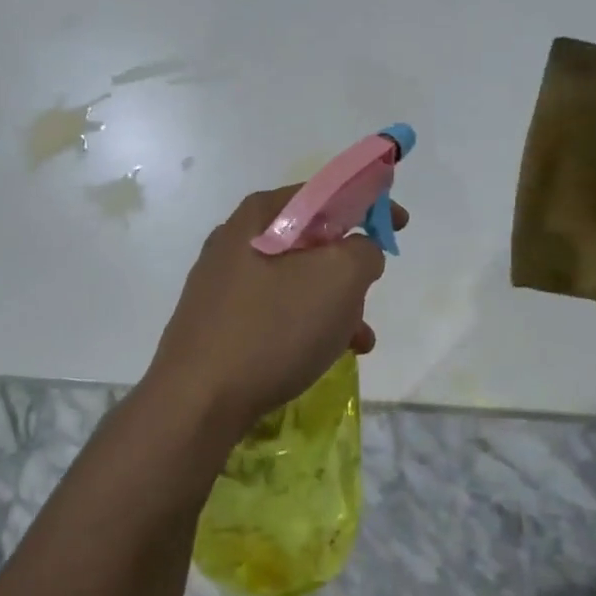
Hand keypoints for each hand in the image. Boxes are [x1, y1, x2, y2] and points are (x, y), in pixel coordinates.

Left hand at [146, 186, 407, 436]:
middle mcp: (236, 241)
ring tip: (357, 340)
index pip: (325, 193)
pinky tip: (325, 356)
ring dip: (335, 305)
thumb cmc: (272, 329)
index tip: (398, 225)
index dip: (367, 203)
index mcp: (260, 216)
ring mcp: (223, 284)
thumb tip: (359, 252)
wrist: (196, 402)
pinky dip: (307, 326)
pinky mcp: (219, 322)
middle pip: (312, 241)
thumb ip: (363, 251)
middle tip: (369, 293)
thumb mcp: (339, 278)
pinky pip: (276, 312)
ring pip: (297, 282)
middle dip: (350, 268)